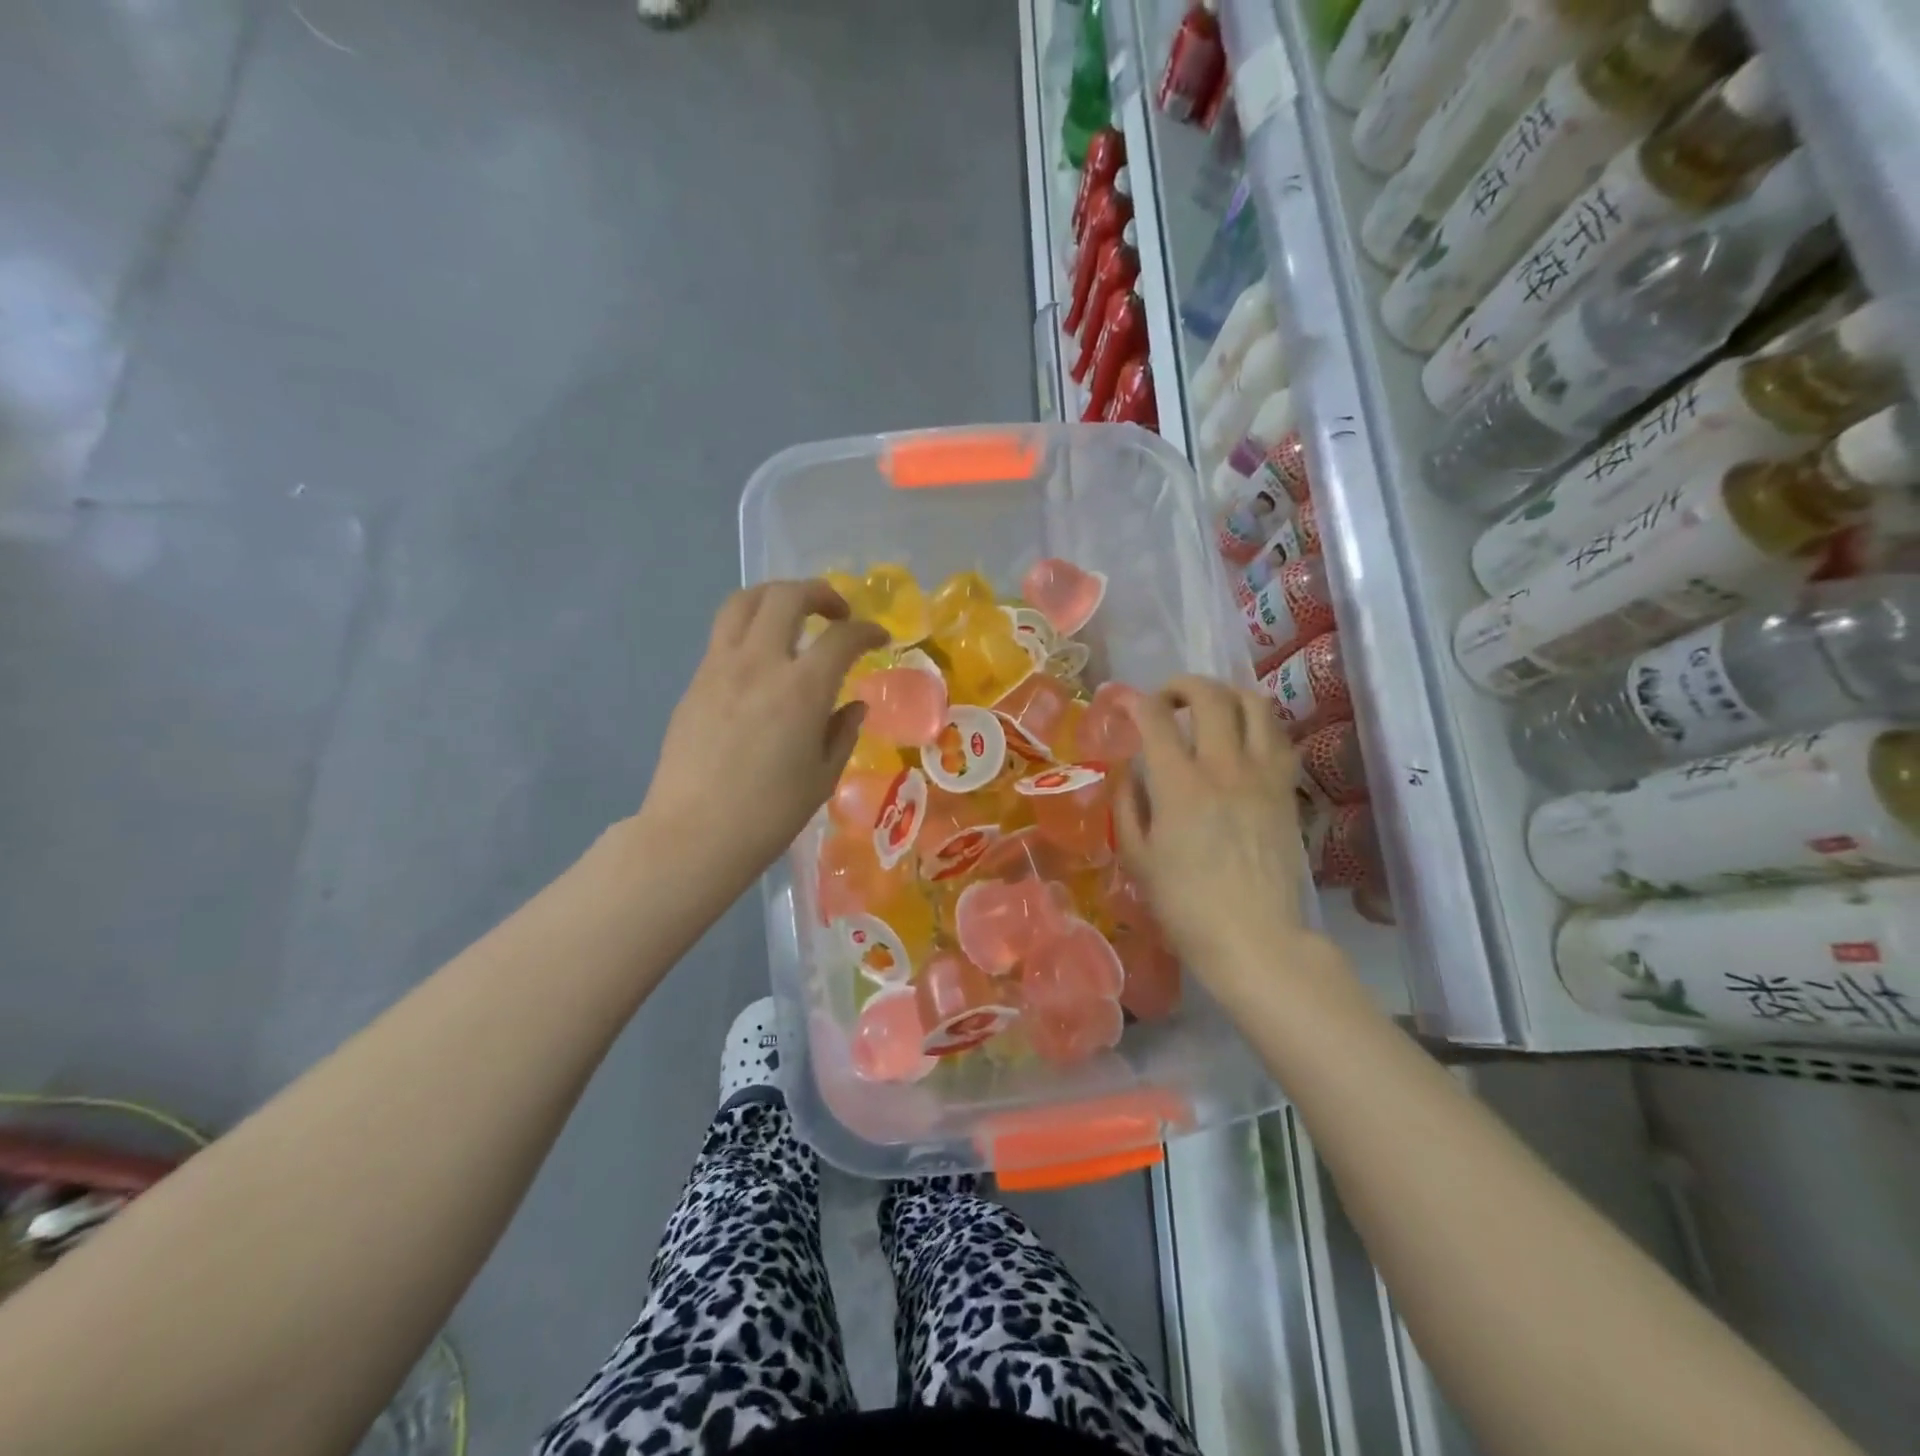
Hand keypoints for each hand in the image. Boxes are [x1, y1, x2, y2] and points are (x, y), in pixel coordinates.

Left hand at [637, 580, 887, 891]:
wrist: (694, 835)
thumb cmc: (770, 814)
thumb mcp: (822, 776)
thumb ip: (842, 732)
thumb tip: (853, 705)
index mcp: (801, 689)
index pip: (842, 637)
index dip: (867, 630)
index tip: (879, 638)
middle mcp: (759, 663)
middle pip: (787, 597)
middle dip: (819, 593)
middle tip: (837, 614)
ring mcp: (720, 668)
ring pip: (743, 602)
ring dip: (775, 597)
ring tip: (793, 616)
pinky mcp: (695, 682)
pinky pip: (724, 635)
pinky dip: (750, 628)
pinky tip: (762, 660)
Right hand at [1114, 675, 1325, 993]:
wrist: (1256, 939)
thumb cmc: (1185, 905)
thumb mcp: (1138, 858)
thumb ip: (1128, 805)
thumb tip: (1128, 770)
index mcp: (1180, 786)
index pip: (1156, 719)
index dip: (1135, 701)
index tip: (1124, 703)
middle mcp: (1224, 768)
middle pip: (1209, 696)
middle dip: (1182, 685)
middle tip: (1166, 699)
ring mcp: (1263, 776)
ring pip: (1254, 704)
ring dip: (1226, 694)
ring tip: (1209, 708)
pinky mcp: (1286, 790)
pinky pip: (1279, 736)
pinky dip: (1257, 722)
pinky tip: (1242, 737)